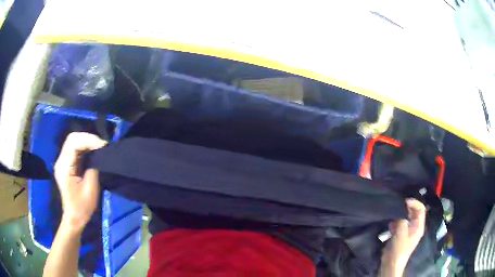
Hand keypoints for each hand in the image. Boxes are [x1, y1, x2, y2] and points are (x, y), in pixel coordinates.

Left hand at [54, 132, 106, 231]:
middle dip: (87, 138)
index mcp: (64, 167)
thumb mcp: (90, 189)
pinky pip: (74, 150)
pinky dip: (84, 148)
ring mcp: (62, 162)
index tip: (103, 145)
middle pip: (72, 139)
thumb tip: (99, 155)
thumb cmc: (82, 207)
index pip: (73, 143)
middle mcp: (60, 161)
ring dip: (86, 142)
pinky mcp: (65, 165)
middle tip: (101, 144)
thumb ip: (93, 168)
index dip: (89, 140)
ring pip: (73, 142)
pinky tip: (92, 151)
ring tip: (99, 147)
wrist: (74, 218)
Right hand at [380, 198, 425, 275]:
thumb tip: (400, 209)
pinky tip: (390, 222)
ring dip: (400, 214)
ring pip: (406, 217)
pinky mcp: (400, 235)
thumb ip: (402, 219)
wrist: (391, 263)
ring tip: (393, 211)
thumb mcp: (401, 232)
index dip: (414, 203)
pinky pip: (399, 223)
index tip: (404, 201)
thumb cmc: (399, 248)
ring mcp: (407, 231)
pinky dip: (395, 221)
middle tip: (398, 204)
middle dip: (407, 207)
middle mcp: (415, 227)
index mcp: (419, 226)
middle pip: (414, 212)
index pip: (421, 209)